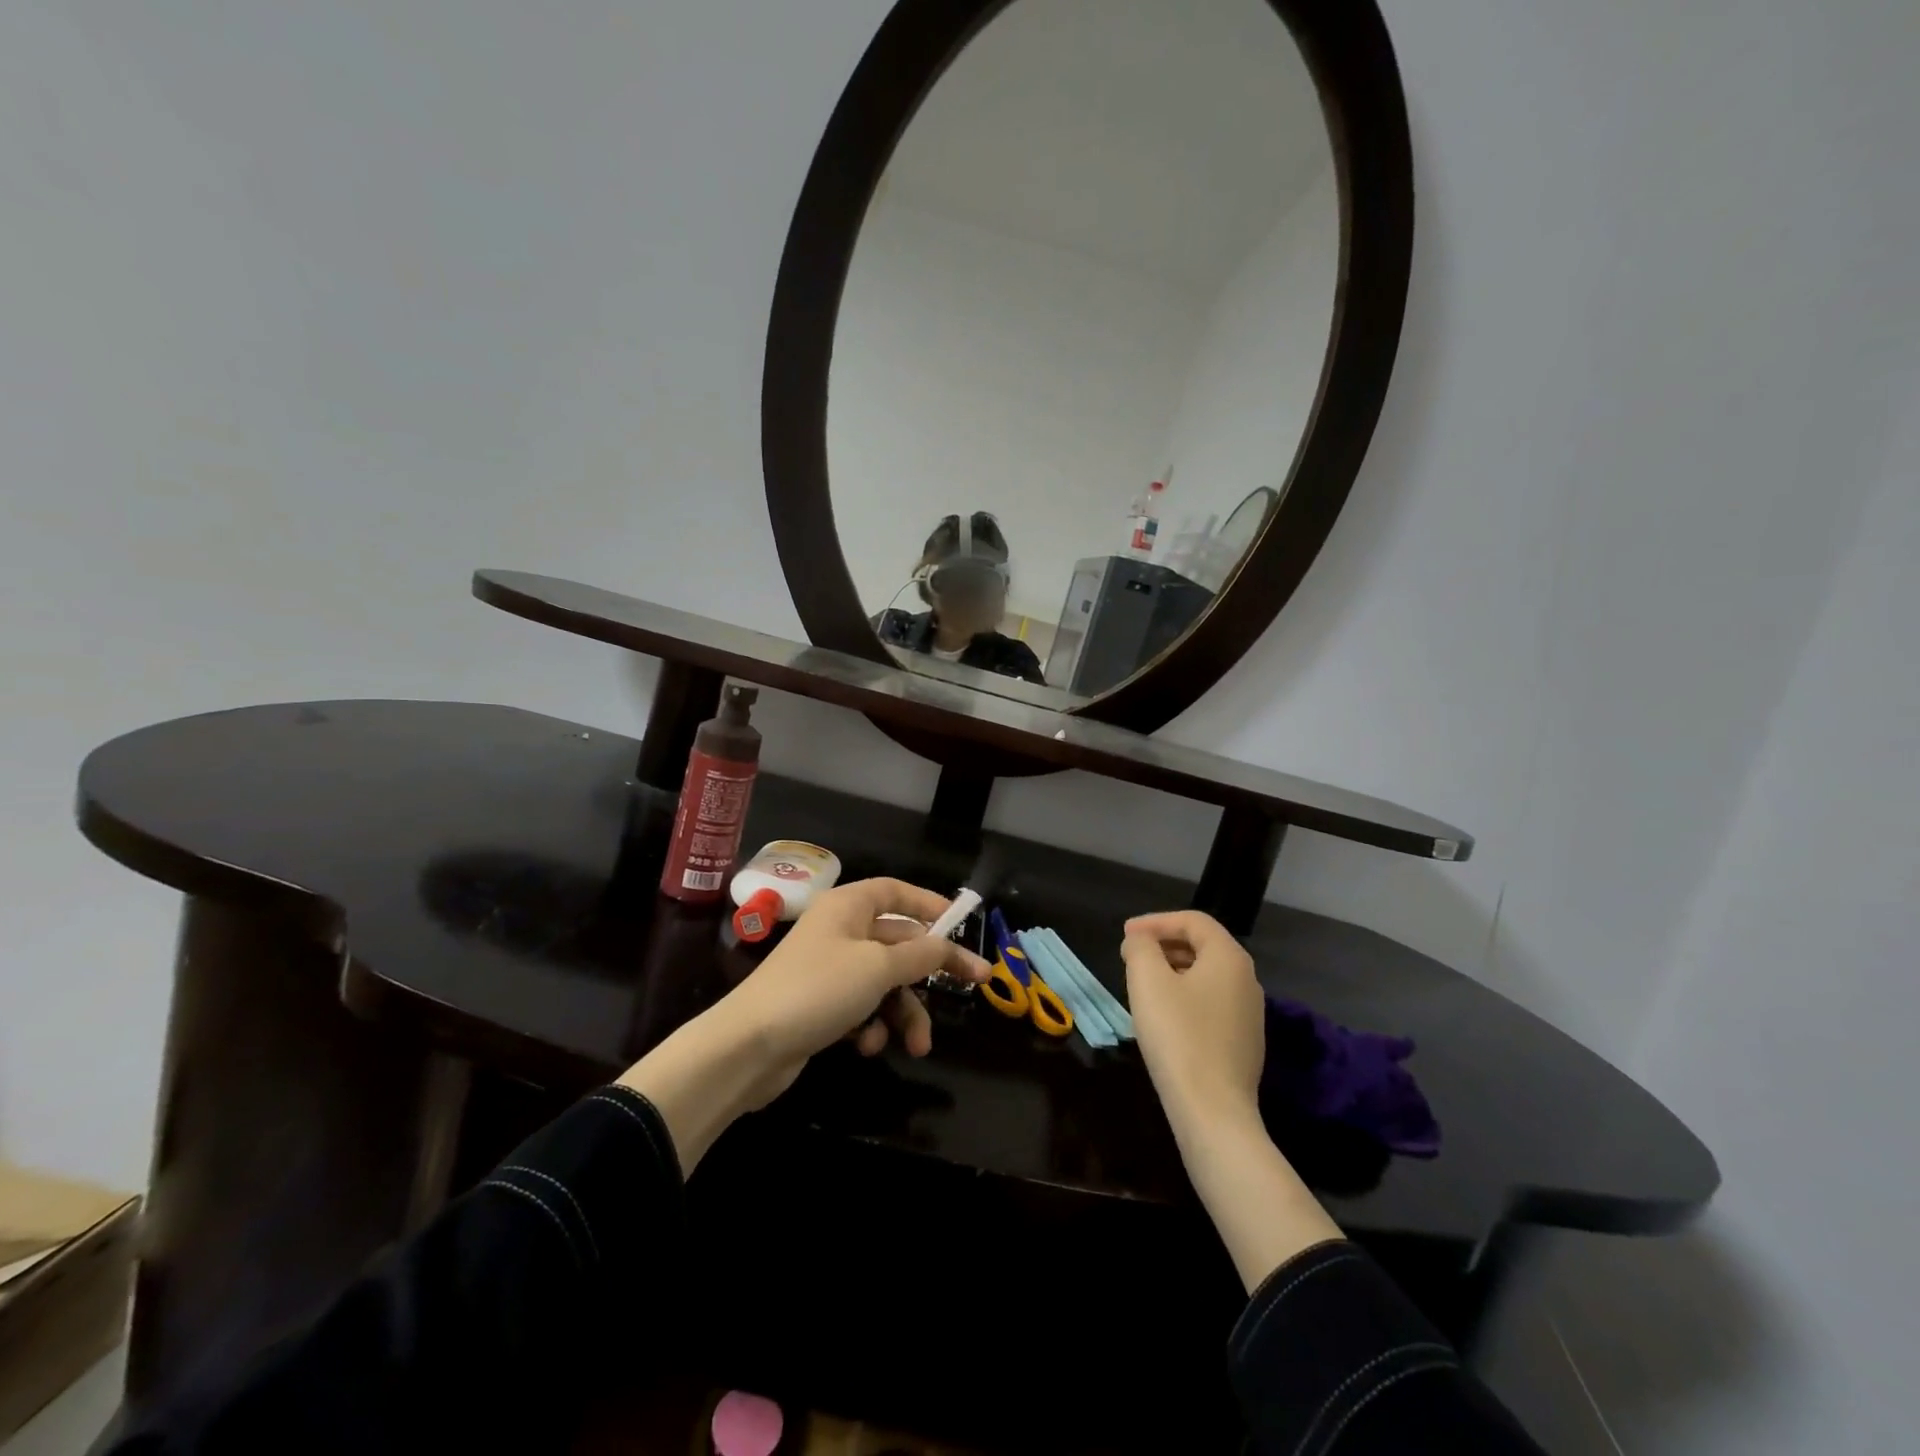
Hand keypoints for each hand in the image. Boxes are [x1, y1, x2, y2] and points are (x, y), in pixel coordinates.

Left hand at [724, 877, 990, 1089]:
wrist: (748, 1047)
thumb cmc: (818, 990)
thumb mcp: (878, 967)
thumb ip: (921, 954)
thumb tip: (948, 945)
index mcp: (849, 906)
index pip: (897, 892)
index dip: (930, 904)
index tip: (961, 925)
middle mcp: (840, 931)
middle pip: (899, 942)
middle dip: (930, 972)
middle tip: (975, 987)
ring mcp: (830, 969)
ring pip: (885, 981)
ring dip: (904, 1012)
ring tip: (917, 1045)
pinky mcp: (822, 1005)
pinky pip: (862, 1006)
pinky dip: (871, 1025)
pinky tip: (866, 1045)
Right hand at [1121, 910, 1265, 1126]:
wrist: (1213, 1111)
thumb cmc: (1178, 1036)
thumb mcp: (1148, 981)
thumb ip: (1141, 947)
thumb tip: (1140, 941)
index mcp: (1229, 958)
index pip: (1194, 921)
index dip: (1156, 921)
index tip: (1126, 935)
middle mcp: (1247, 980)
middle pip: (1203, 946)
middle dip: (1163, 944)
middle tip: (1131, 955)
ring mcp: (1249, 1014)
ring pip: (1206, 976)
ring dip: (1172, 970)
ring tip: (1142, 983)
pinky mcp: (1243, 1043)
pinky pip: (1211, 1003)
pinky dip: (1185, 996)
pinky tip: (1163, 1016)